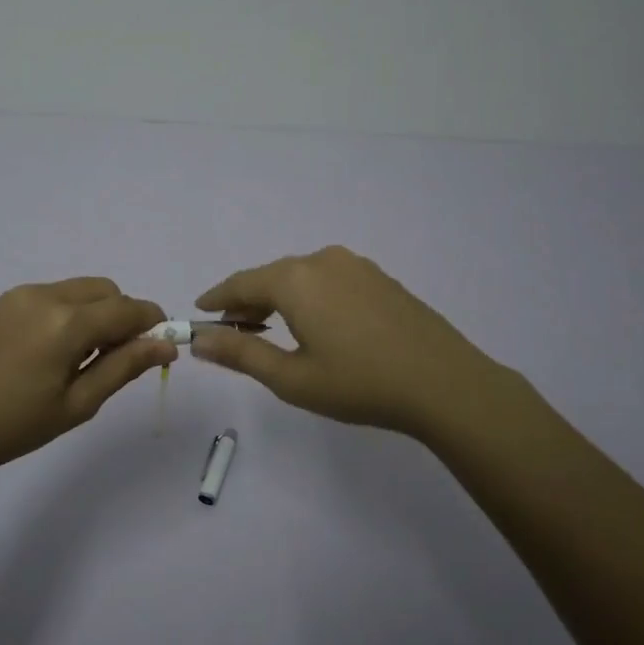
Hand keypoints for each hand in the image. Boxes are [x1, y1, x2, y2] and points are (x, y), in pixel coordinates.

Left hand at [0, 278, 174, 479]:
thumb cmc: (13, 425)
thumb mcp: (77, 404)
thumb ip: (124, 367)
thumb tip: (166, 345)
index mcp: (67, 322)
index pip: (129, 309)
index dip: (153, 325)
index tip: (161, 351)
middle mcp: (47, 296)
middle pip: (108, 291)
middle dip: (124, 317)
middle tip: (115, 361)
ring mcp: (23, 294)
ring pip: (82, 290)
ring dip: (98, 313)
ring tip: (82, 360)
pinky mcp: (6, 301)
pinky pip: (57, 295)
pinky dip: (72, 313)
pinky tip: (55, 352)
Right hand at [191, 246, 522, 440]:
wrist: (445, 383)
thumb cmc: (360, 384)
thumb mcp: (291, 378)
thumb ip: (240, 355)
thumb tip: (199, 340)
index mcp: (295, 280)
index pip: (241, 283)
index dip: (217, 297)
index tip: (199, 311)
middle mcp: (322, 260)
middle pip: (271, 277)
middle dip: (248, 302)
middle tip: (232, 330)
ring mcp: (356, 266)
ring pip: (302, 277)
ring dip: (280, 299)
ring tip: (271, 330)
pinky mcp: (380, 278)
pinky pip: (329, 280)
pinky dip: (310, 297)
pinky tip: (317, 324)